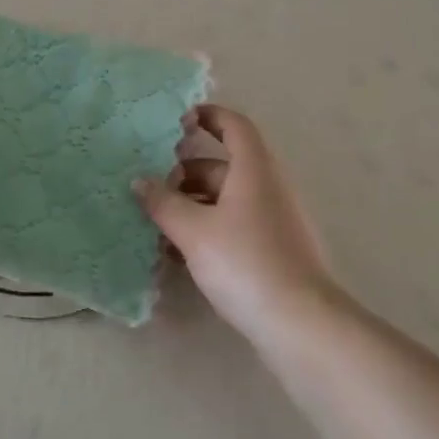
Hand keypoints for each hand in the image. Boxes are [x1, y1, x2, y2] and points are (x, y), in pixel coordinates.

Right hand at [134, 104, 341, 344]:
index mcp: (254, 169)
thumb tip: (139, 181)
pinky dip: (207, 229)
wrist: (299, 322)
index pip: (234, 125)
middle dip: (185, 172)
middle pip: (224, 165)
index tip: (177, 120)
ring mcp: (273, 220)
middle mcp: (268, 187)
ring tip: (157, 223)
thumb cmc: (245, 262)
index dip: (209, 116)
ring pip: (226, 199)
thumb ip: (163, 203)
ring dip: (192, 205)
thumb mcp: (194, 231)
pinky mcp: (273, 250)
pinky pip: (234, 226)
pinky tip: (179, 254)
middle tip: (151, 185)